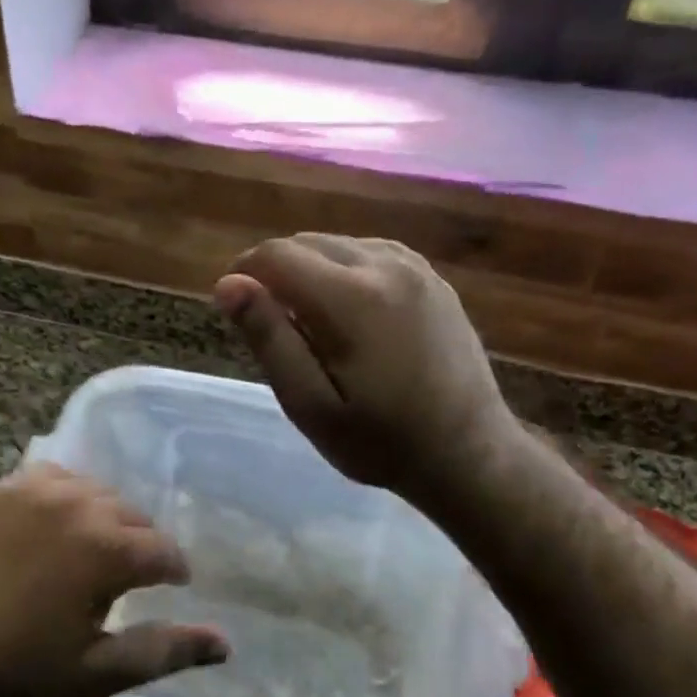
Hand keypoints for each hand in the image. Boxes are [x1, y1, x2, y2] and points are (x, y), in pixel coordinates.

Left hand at [0, 463, 227, 696]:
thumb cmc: (13, 665)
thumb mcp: (95, 671)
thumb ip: (164, 651)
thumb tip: (226, 643)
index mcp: (108, 549)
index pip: (165, 550)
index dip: (174, 571)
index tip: (173, 586)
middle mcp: (81, 505)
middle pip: (134, 517)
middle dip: (142, 545)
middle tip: (132, 578)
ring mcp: (38, 490)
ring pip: (98, 494)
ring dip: (108, 519)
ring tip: (95, 552)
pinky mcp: (5, 488)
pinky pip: (55, 478)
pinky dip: (69, 496)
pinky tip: (58, 522)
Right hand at [215, 234, 514, 506]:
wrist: (468, 454)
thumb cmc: (380, 442)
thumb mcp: (310, 405)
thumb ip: (269, 339)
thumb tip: (228, 283)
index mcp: (351, 298)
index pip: (276, 255)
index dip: (244, 273)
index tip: (234, 309)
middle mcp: (385, 265)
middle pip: (306, 242)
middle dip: (276, 272)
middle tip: (273, 326)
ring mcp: (416, 268)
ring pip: (339, 243)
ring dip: (311, 270)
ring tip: (310, 322)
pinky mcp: (433, 278)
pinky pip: (372, 252)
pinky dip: (345, 269)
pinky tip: (348, 310)